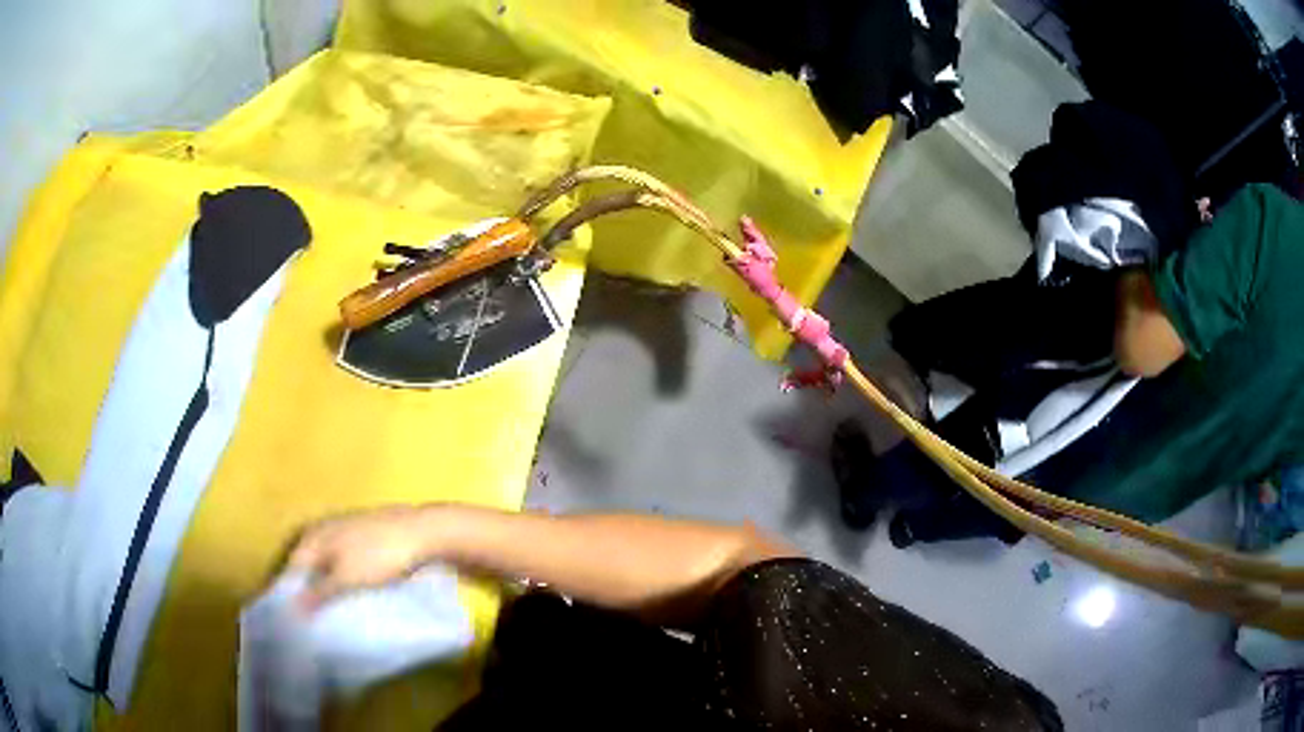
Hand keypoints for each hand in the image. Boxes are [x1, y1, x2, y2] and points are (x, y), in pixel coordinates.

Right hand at [287, 505, 440, 610]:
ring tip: (326, 616)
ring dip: (324, 588)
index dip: (289, 594)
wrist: (424, 533)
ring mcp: (344, 533)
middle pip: (307, 566)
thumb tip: (293, 610)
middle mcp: (323, 530)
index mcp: (313, 536)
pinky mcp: (363, 541)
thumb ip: (318, 594)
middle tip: (308, 622)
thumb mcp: (345, 579)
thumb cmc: (379, 555)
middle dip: (306, 592)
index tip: (291, 622)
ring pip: (325, 566)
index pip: (291, 568)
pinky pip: (343, 565)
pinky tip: (348, 599)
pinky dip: (341, 581)